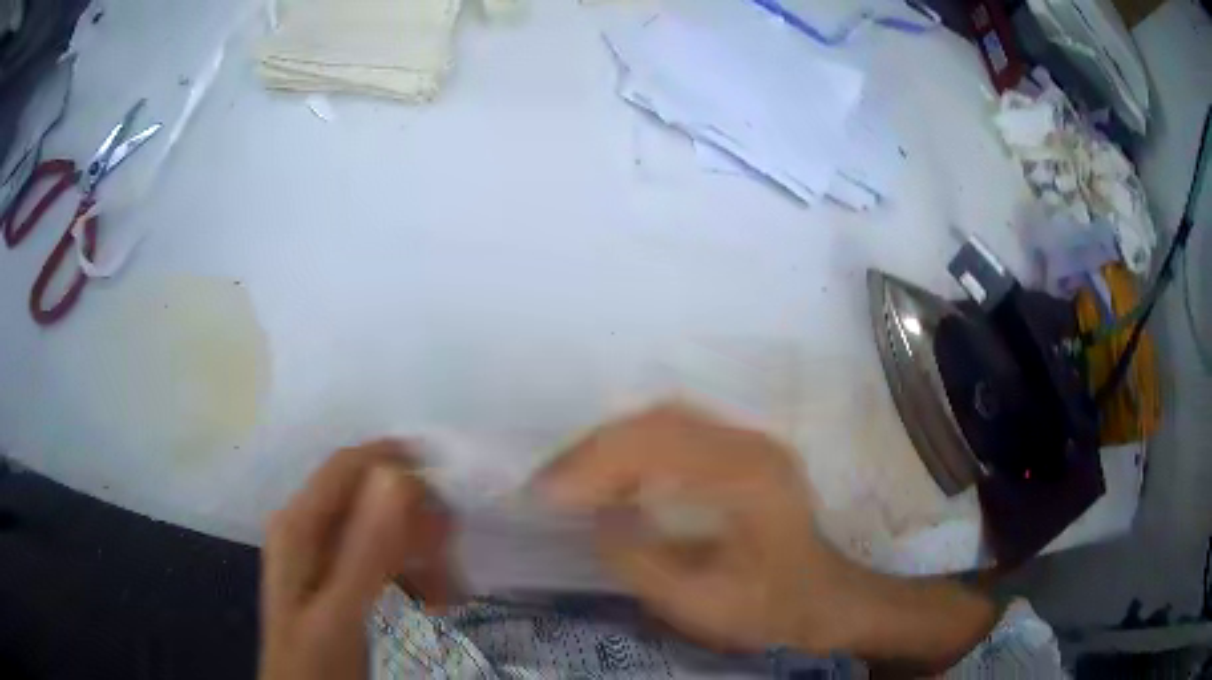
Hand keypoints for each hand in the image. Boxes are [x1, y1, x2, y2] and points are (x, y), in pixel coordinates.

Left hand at [259, 441, 457, 679]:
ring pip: (381, 526)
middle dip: (416, 518)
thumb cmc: (317, 660)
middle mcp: (308, 527)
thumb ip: (366, 550)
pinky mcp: (338, 576)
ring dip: (419, 549)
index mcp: (299, 524)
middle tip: (454, 555)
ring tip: (449, 590)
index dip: (397, 460)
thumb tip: (398, 477)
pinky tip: (432, 598)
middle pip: (368, 495)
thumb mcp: (342, 612)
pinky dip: (412, 570)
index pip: (349, 466)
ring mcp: (323, 552)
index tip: (451, 480)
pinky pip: (382, 555)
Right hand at [538, 405, 863, 653]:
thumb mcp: (700, 602)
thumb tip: (596, 519)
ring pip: (665, 420)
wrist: (822, 598)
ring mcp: (750, 441)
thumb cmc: (768, 607)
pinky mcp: (743, 451)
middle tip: (550, 485)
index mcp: (749, 476)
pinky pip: (677, 434)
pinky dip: (634, 450)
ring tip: (571, 480)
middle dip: (595, 448)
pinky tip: (613, 479)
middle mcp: (751, 443)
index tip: (547, 493)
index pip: (660, 443)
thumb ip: (641, 561)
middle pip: (660, 419)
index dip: (595, 462)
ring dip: (611, 445)